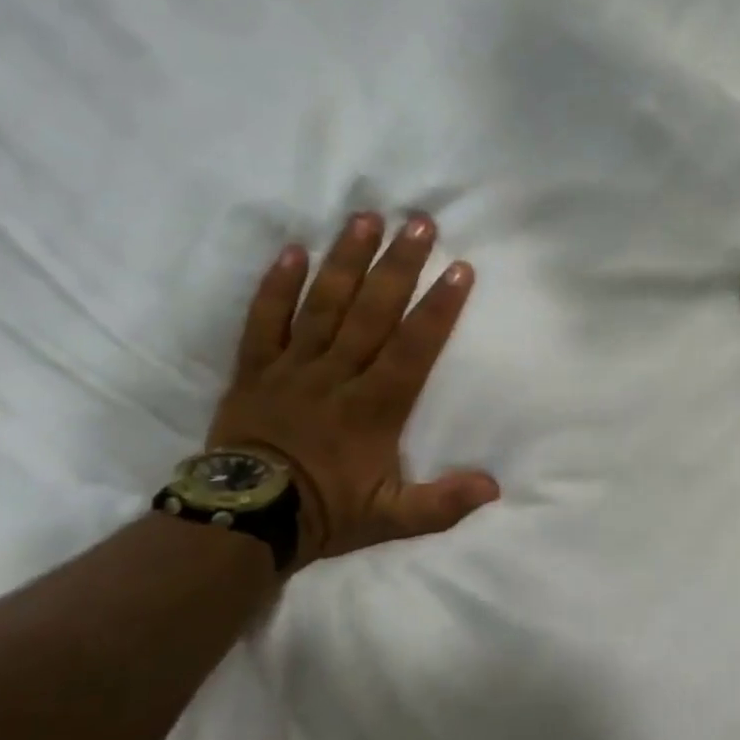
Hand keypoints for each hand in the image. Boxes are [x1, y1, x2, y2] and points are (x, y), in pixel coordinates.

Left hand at [208, 212, 498, 567]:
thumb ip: (442, 504)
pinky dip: (277, 285)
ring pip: (323, 304)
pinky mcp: (255, 369)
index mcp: (375, 406)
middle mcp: (337, 375)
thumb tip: (494, 487)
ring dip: (346, 260)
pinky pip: (264, 320)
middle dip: (398, 265)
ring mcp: (293, 367)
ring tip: (365, 218)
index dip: (439, 306)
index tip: (459, 268)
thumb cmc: (325, 512)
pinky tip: (293, 250)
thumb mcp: (392, 519)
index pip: (414, 347)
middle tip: (418, 222)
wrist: (244, 521)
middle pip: (372, 311)